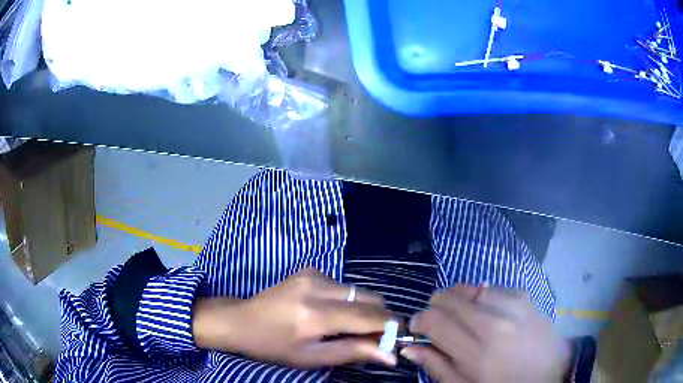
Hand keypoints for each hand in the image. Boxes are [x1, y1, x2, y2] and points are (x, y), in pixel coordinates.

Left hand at [192, 268, 397, 367]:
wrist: (241, 320)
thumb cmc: (273, 346)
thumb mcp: (311, 358)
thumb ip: (353, 353)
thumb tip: (390, 355)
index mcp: (317, 314)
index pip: (370, 316)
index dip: (390, 327)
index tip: (397, 338)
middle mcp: (319, 287)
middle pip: (371, 297)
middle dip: (380, 317)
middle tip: (373, 336)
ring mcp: (314, 274)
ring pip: (359, 290)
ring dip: (363, 308)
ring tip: (349, 327)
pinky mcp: (309, 270)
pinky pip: (343, 285)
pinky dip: (348, 300)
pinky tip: (332, 313)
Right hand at [402, 285, 569, 382]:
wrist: (551, 372)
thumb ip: (436, 366)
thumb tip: (409, 347)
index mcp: (476, 353)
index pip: (434, 320)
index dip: (419, 321)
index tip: (419, 328)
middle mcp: (493, 323)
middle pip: (448, 297)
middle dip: (436, 306)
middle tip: (440, 322)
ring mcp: (511, 305)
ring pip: (468, 288)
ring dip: (459, 301)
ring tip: (465, 317)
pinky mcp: (524, 296)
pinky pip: (491, 287)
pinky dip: (481, 297)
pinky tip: (487, 312)